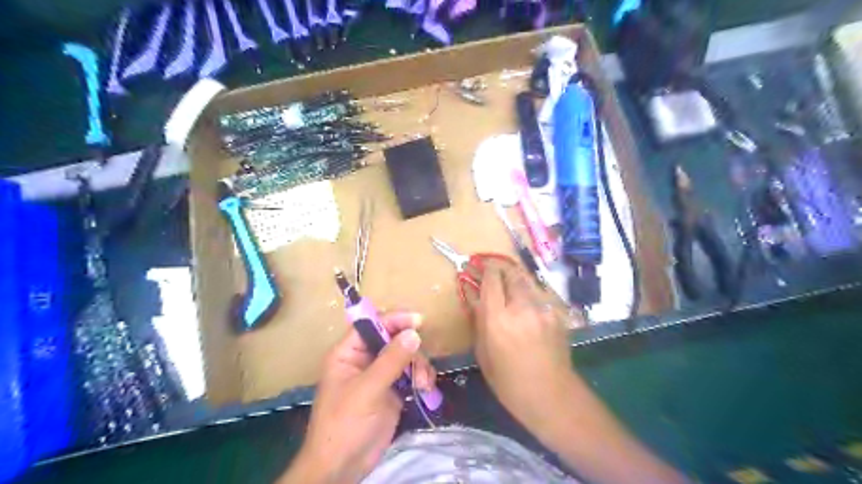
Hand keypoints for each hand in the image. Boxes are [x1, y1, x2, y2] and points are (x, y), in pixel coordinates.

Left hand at [279, 312, 435, 481]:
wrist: (343, 467)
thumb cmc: (344, 424)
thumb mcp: (367, 390)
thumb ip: (391, 360)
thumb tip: (414, 333)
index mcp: (348, 353)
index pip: (372, 324)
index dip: (394, 319)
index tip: (419, 320)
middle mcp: (364, 359)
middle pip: (394, 339)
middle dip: (411, 349)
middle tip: (420, 367)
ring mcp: (379, 375)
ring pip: (406, 356)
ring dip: (419, 366)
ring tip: (423, 384)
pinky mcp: (392, 391)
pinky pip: (411, 374)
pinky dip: (421, 378)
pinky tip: (425, 390)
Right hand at [468, 265, 574, 434]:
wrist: (551, 395)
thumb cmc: (509, 381)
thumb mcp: (483, 353)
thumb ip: (479, 321)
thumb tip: (476, 298)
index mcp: (498, 319)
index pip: (492, 279)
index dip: (484, 268)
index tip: (478, 266)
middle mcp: (522, 307)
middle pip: (512, 273)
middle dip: (501, 269)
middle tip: (493, 272)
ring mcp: (543, 309)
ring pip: (527, 282)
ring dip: (516, 280)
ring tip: (509, 287)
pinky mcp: (557, 314)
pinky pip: (539, 296)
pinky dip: (529, 296)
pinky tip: (527, 308)